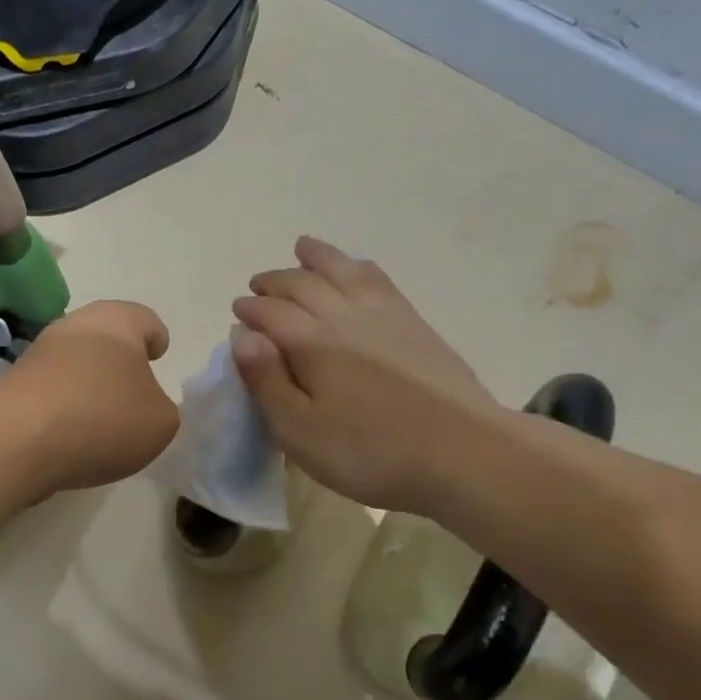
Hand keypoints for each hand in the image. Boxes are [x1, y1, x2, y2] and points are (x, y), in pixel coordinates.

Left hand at [0, 300, 179, 494]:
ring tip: (102, 422)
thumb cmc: (103, 417)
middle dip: (118, 362)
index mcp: (117, 322)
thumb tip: (142, 408)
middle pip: (103, 338)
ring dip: (87, 386)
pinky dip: (63, 409)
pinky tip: (71, 437)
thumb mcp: (160, 422)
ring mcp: (37, 355)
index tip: (158, 354)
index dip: (155, 337)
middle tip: (133, 391)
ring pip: (73, 364)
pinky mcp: (11, 386)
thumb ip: (160, 409)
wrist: (17, 439)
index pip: (144, 319)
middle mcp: (74, 327)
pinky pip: (50, 393)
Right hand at [232, 237, 499, 513]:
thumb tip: (243, 335)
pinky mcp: (415, 323)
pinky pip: (378, 279)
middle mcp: (343, 316)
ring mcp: (384, 314)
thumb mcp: (299, 431)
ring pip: (342, 270)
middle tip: (258, 286)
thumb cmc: (369, 451)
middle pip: (302, 285)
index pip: (270, 313)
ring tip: (302, 248)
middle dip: (275, 281)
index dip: (250, 309)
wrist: (462, 452)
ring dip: (317, 257)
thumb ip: (266, 382)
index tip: (238, 310)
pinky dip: (358, 266)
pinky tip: (356, 268)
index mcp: (310, 343)